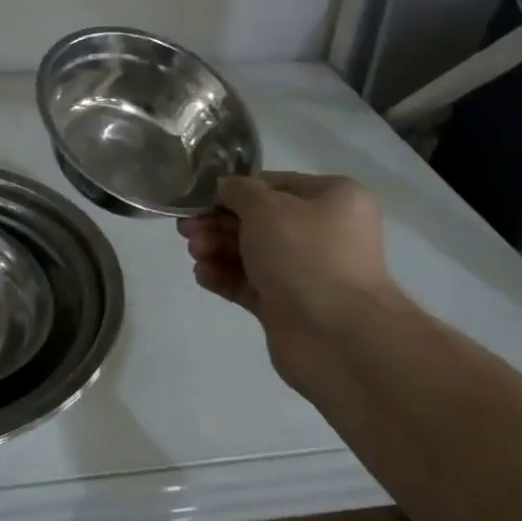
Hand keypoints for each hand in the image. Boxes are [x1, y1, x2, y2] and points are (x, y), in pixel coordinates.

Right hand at [176, 172, 397, 384]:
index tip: (199, 198)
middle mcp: (323, 232)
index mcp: (333, 199)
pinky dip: (225, 276)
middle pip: (258, 221)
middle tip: (186, 229)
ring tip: (195, 253)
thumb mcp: (266, 207)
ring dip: (217, 249)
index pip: (274, 184)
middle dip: (218, 223)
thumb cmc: (305, 255)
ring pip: (251, 252)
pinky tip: (203, 275)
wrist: (335, 336)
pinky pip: (249, 283)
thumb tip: (224, 188)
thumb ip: (237, 191)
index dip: (234, 190)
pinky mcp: (287, 304)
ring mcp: (305, 271)